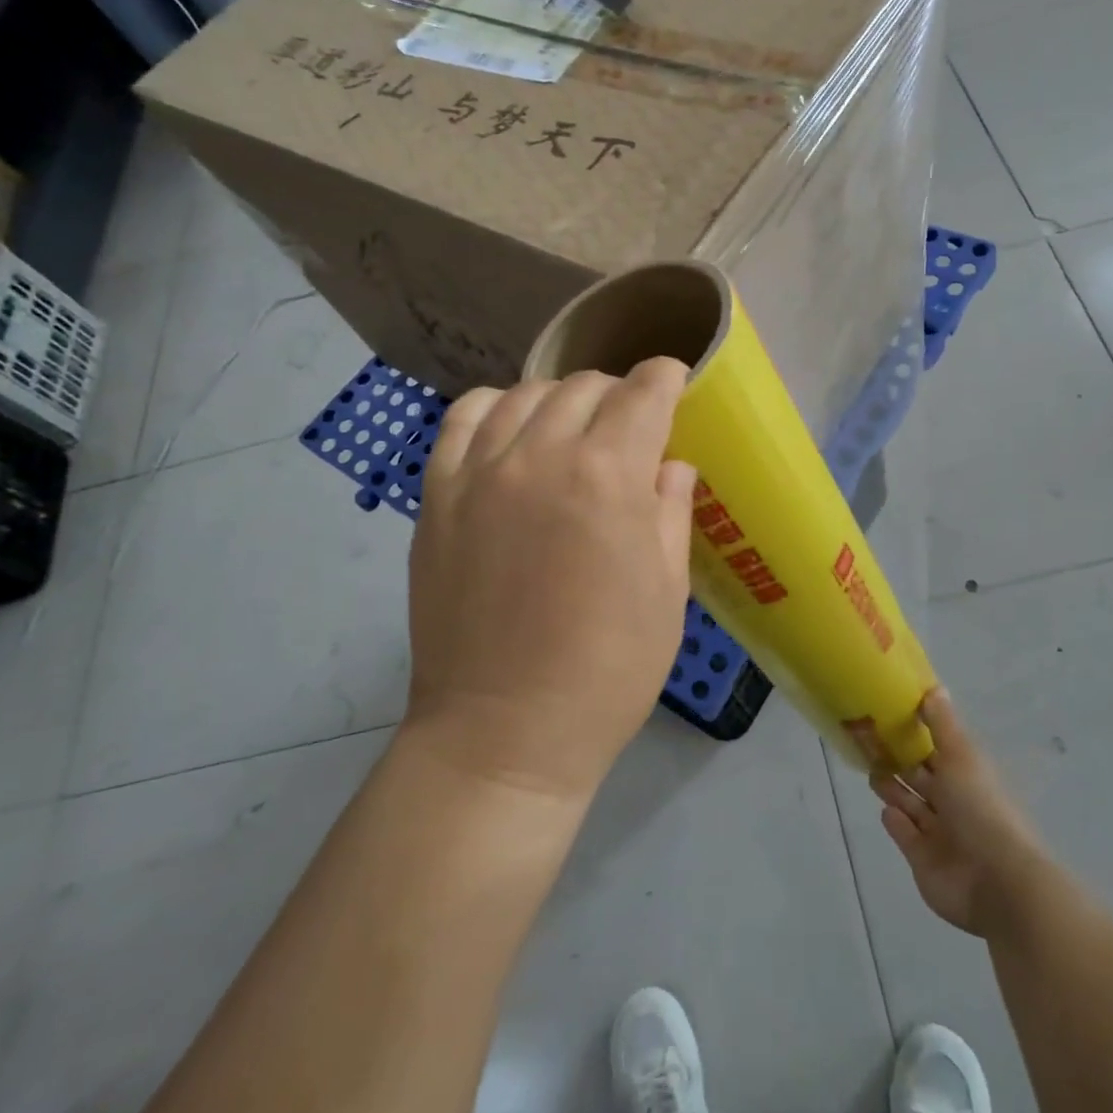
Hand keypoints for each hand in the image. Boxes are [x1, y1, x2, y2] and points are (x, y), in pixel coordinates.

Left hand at [404, 358, 696, 804]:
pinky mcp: (437, 496)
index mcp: (607, 477)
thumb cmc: (606, 672)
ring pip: (524, 394)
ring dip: (560, 399)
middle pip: (583, 386)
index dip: (666, 379)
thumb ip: (670, 512)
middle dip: (618, 394)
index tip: (675, 384)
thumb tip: (670, 464)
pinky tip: (511, 433)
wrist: (503, 733)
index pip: (643, 393)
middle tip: (631, 425)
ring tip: (573, 429)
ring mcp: (478, 472)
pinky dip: (495, 408)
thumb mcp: (666, 594)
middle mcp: (539, 455)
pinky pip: (463, 419)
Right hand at [869, 689, 1045, 936]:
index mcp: (968, 776)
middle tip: (868, 742)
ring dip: (893, 789)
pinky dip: (896, 822)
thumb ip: (942, 724)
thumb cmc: (980, 808)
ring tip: (871, 772)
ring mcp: (940, 834)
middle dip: (899, 761)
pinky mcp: (923, 860)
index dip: (917, 734)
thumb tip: (933, 687)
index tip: (888, 716)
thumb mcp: (961, 756)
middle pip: (922, 778)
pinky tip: (886, 811)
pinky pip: (905, 836)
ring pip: (911, 805)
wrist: (995, 881)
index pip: (939, 750)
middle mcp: (955, 803)